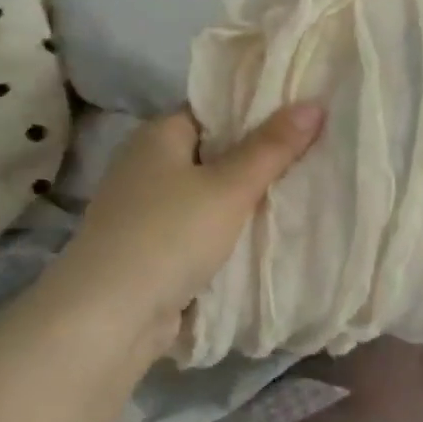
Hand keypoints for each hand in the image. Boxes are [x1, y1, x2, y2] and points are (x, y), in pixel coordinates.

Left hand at [50, 103, 324, 339]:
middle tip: (311, 157)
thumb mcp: (230, 187)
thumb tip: (313, 104)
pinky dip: (224, 232)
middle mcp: (146, 165)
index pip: (213, 111)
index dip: (256, 113)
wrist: (109, 317)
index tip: (300, 119)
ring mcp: (144, 209)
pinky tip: (262, 236)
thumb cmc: (170, 235)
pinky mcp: (149, 248)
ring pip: (207, 195)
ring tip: (298, 194)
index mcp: (158, 135)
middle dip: (256, 160)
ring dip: (242, 201)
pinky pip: (197, 229)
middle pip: (213, 153)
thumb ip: (272, 147)